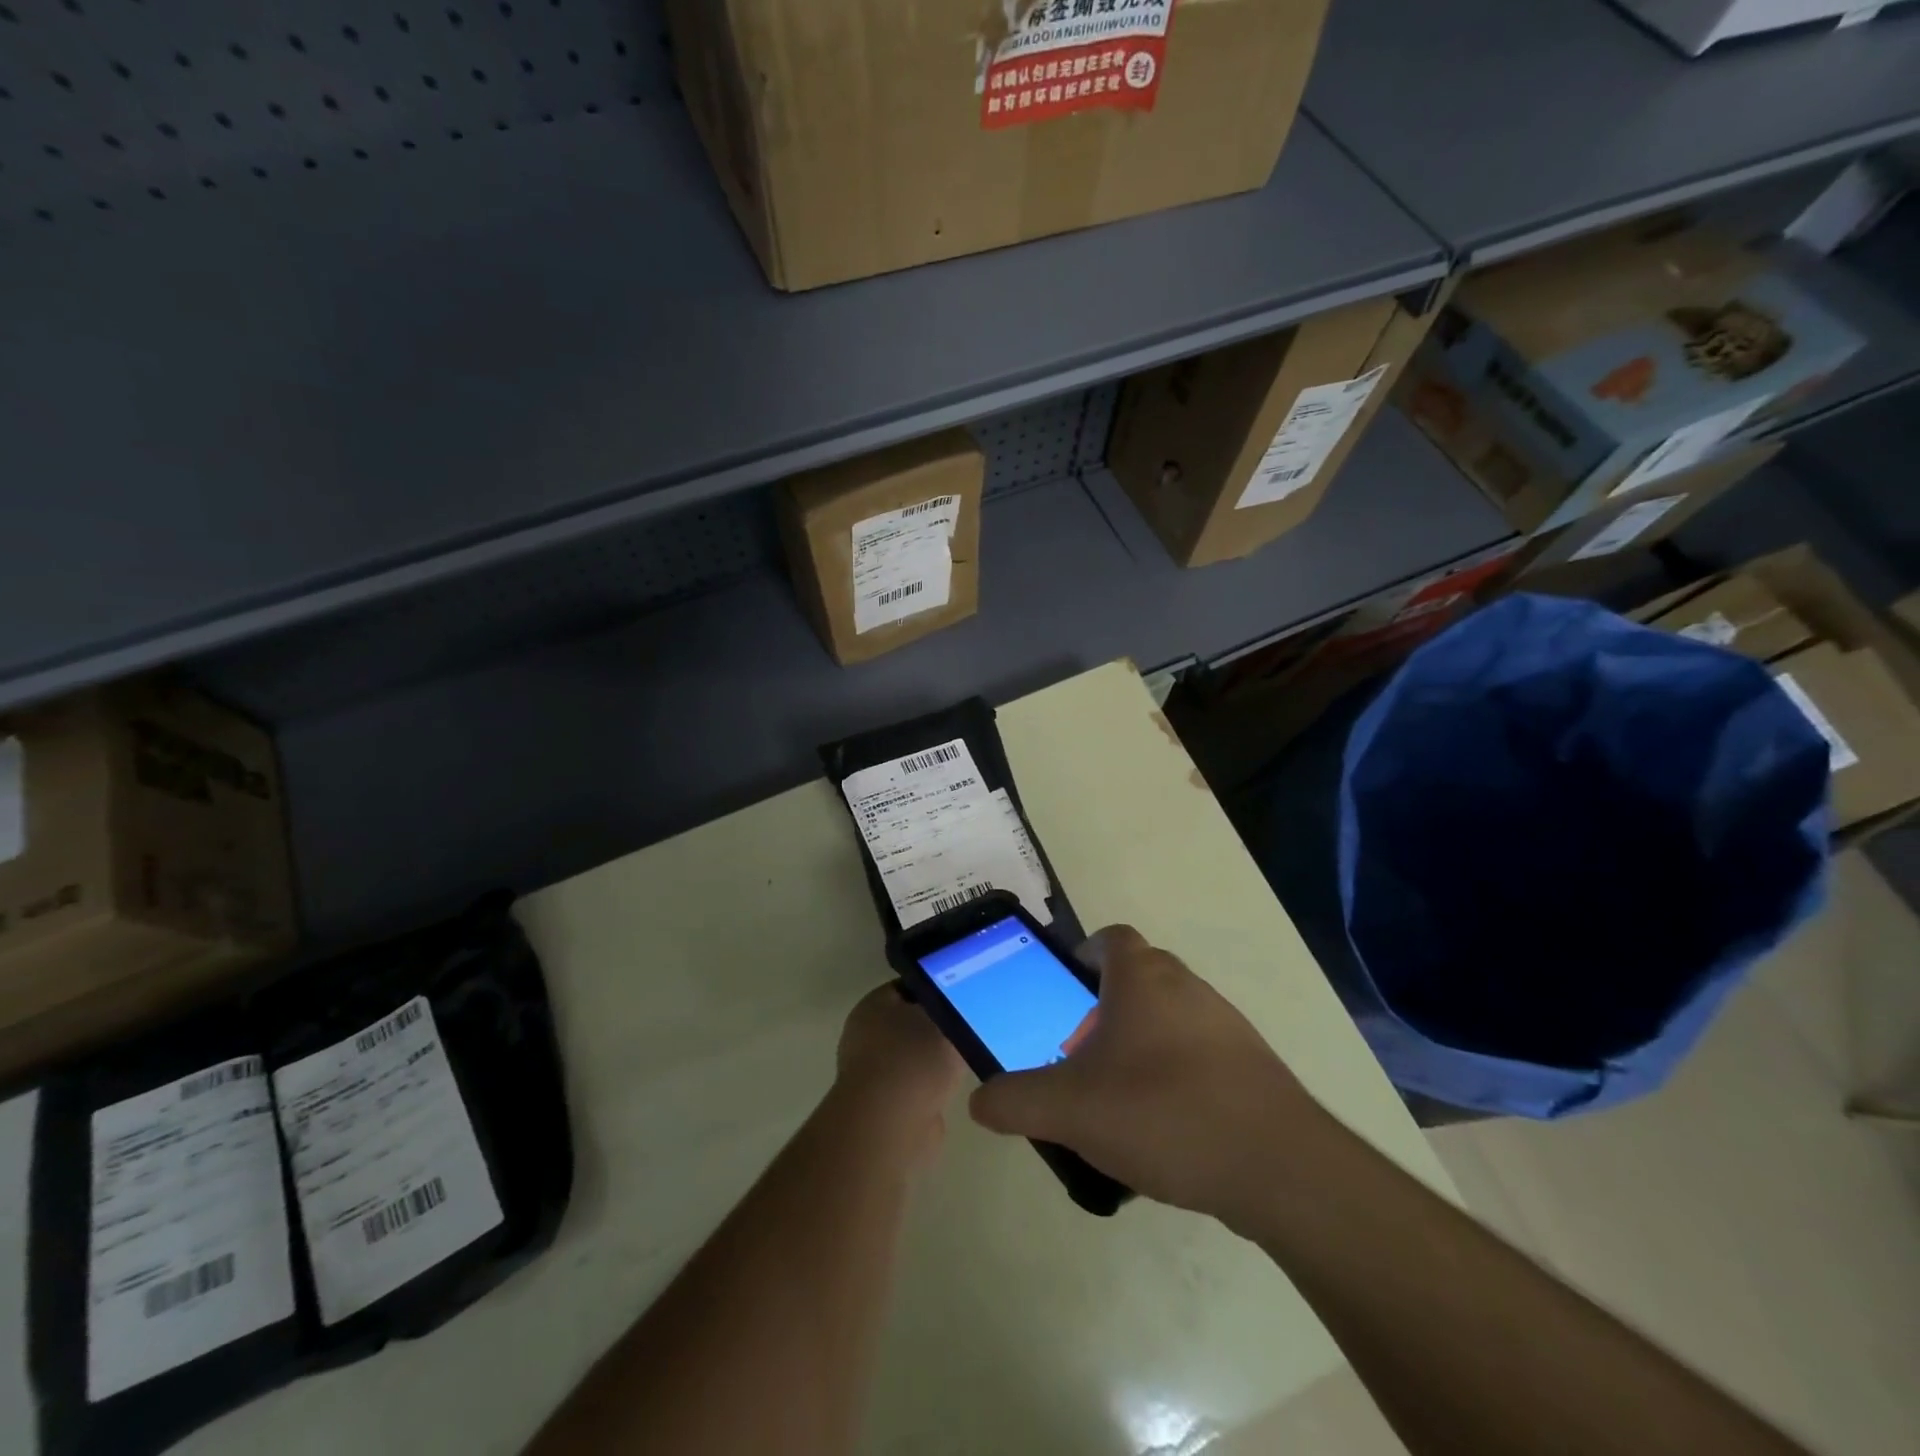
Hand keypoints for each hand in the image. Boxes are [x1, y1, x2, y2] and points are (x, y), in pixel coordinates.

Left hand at [833, 983, 965, 1163]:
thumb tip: (958, 1008)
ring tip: (969, 1057)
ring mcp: (872, 1073)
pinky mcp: (883, 1107)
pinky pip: (916, 1087)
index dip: (937, 987)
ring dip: (936, 1060)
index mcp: (874, 1005)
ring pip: (914, 1056)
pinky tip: (956, 1089)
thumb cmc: (914, 1060)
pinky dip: (932, 1089)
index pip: (909, 986)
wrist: (890, 1126)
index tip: (964, 994)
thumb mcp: (944, 1021)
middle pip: (910, 1021)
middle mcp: (865, 1035)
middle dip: (938, 1026)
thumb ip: (953, 1010)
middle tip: (971, 1026)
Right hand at [968, 926, 1329, 1232]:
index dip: (1084, 954)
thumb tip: (979, 1101)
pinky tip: (1164, 1128)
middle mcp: (1186, 986)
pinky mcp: (1251, 1066)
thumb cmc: (1164, 1112)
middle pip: (1138, 978)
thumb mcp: (1071, 1110)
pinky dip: (1175, 1074)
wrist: (1278, 1166)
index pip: (1111, 938)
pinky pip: (1199, 1054)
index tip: (1064, 992)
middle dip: (1104, 1008)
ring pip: (1169, 1017)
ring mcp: (1225, 1024)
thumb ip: (1016, 1101)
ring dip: (1140, 1043)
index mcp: (1143, 978)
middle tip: (1078, 1054)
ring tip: (1116, 1098)